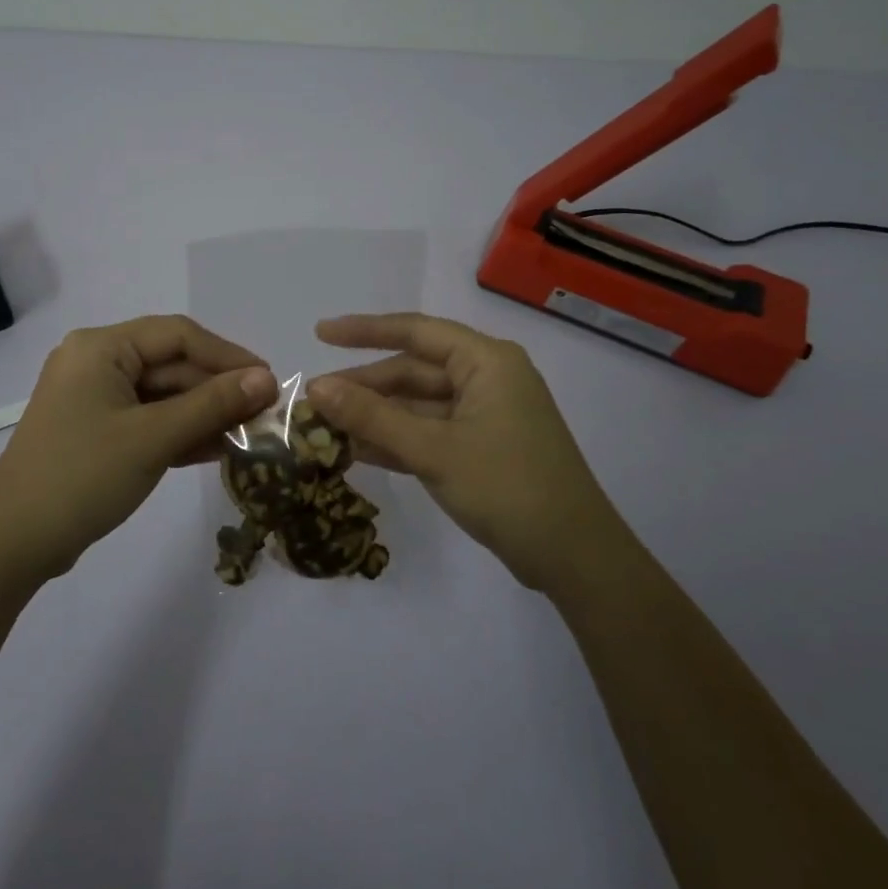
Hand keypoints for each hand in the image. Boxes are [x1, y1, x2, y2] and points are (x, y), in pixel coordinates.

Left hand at [0, 316, 277, 583]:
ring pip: (164, 396)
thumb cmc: (82, 477)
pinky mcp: (97, 432)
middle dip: (218, 390)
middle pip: (171, 365)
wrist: (12, 545)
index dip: (228, 355)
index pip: (178, 335)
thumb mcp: (153, 438)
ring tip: (251, 436)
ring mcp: (95, 399)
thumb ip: (212, 404)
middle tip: (265, 415)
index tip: (268, 380)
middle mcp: (96, 363)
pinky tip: (219, 449)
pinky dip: (181, 433)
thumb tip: (267, 379)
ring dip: (205, 414)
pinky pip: (149, 420)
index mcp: (101, 348)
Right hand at [306, 313, 613, 588]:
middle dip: (364, 386)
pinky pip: (429, 432)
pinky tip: (356, 451)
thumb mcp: (433, 449)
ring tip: (324, 428)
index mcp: (486, 361)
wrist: (574, 557)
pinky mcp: (482, 448)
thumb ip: (373, 417)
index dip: (364, 330)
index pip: (415, 332)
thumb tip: (316, 388)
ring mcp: (485, 416)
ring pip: (418, 405)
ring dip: (376, 417)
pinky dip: (396, 440)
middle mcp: (487, 378)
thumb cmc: (507, 487)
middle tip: (313, 401)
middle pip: (413, 371)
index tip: (319, 333)